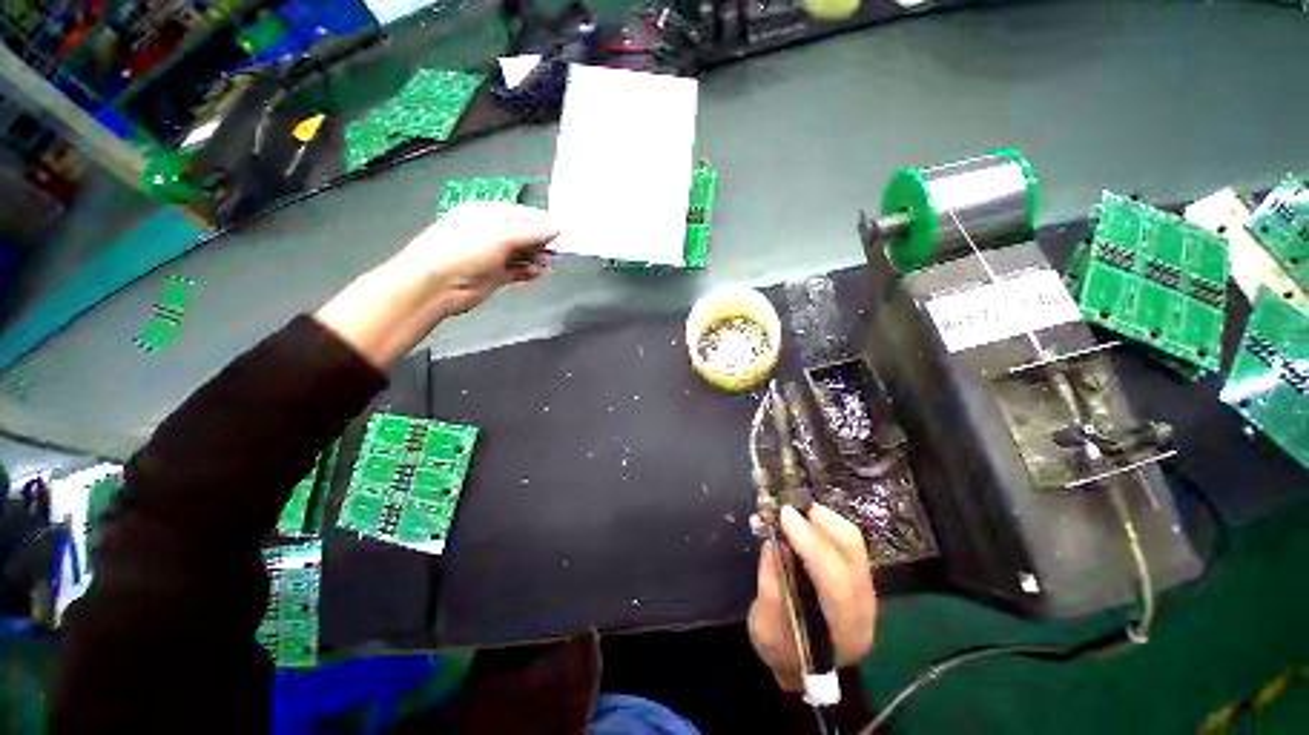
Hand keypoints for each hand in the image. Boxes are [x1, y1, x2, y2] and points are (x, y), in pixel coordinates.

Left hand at [392, 201, 556, 316]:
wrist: (435, 287)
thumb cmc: (461, 252)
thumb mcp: (497, 237)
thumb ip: (529, 233)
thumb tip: (555, 227)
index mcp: (485, 214)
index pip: (520, 214)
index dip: (540, 223)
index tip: (559, 233)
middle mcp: (489, 233)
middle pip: (523, 235)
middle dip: (540, 243)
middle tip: (554, 252)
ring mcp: (491, 255)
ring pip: (522, 254)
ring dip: (535, 259)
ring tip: (544, 266)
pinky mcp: (494, 276)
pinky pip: (517, 271)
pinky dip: (527, 272)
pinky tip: (534, 275)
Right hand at [748, 504, 876, 691]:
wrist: (802, 668)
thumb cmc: (782, 651)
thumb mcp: (765, 627)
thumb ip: (770, 586)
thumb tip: (772, 542)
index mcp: (843, 631)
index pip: (836, 581)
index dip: (810, 544)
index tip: (784, 516)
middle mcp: (864, 609)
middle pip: (854, 555)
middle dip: (823, 523)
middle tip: (792, 508)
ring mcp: (867, 592)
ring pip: (855, 545)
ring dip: (825, 521)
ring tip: (798, 512)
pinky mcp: (859, 578)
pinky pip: (848, 544)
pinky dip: (826, 527)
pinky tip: (806, 522)